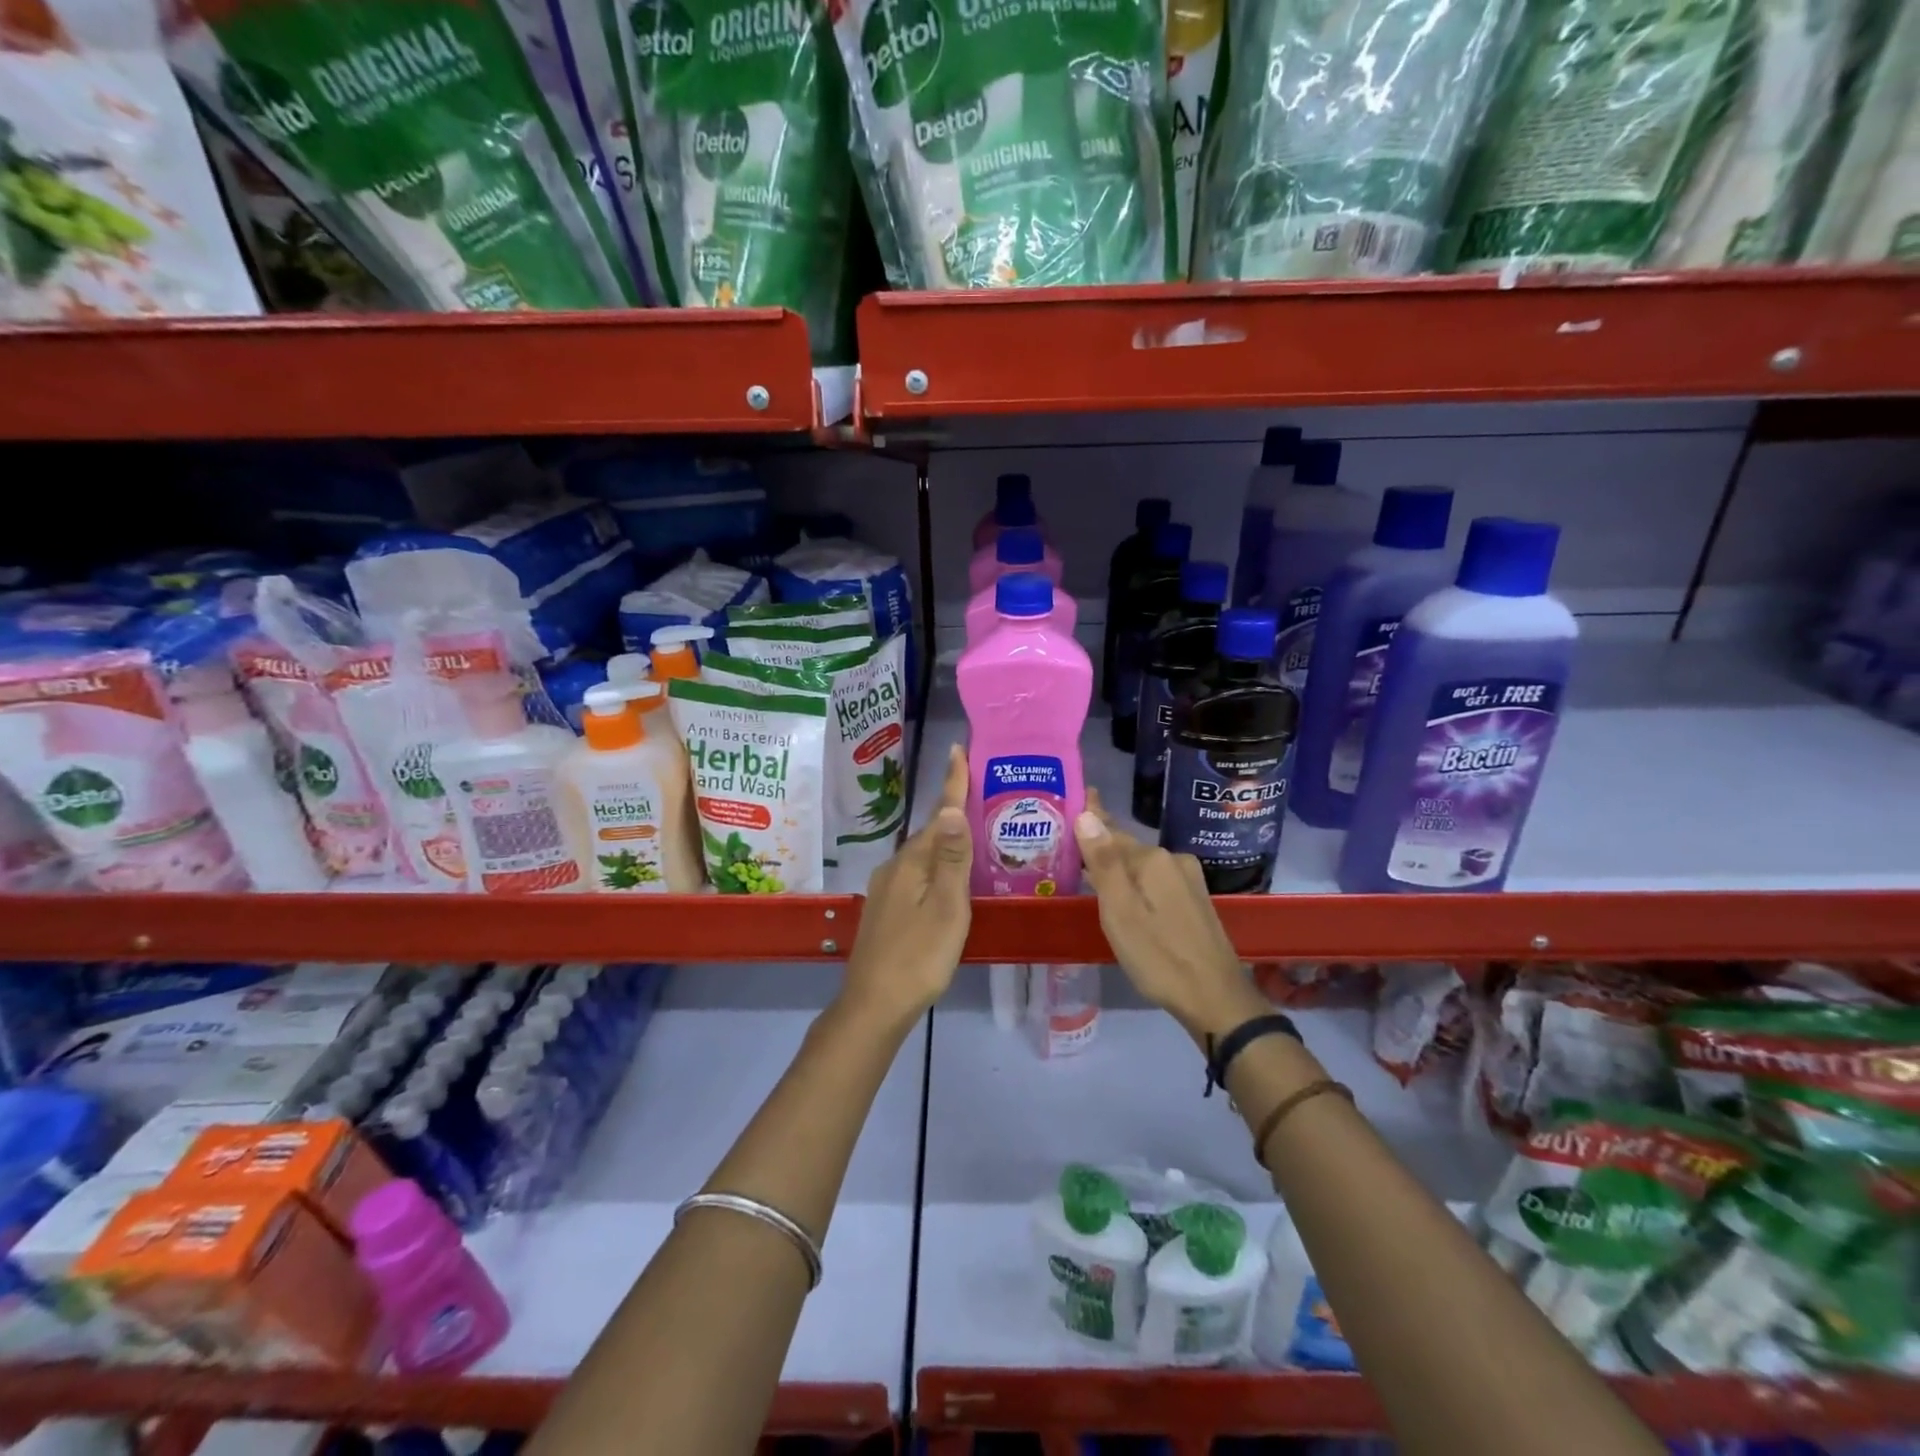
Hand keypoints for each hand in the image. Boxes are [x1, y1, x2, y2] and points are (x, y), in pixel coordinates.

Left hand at [841, 744, 971, 1024]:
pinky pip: (918, 874)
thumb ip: (952, 860)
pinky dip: (937, 865)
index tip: (959, 749)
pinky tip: (950, 878)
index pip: (939, 814)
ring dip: (947, 841)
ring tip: (975, 835)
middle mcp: (896, 867)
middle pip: (931, 833)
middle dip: (954, 811)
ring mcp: (888, 889)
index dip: (952, 783)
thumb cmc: (919, 956)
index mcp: (912, 862)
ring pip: (924, 855)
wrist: (874, 1004)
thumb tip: (953, 808)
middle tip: (983, 794)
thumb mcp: (946, 908)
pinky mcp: (888, 909)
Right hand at [1073, 789, 1265, 1042]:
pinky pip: (1154, 881)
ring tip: (1089, 868)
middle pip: (1126, 849)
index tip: (1080, 793)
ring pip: (1141, 866)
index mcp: (1153, 859)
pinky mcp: (1195, 901)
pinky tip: (1123, 893)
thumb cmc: (1159, 956)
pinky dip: (1134, 882)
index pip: (1111, 831)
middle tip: (1069, 844)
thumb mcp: (1120, 911)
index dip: (1091, 817)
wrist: (1216, 999)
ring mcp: (1188, 881)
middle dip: (1100, 846)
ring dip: (1117, 866)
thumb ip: (1103, 863)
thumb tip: (1086, 814)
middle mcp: (1173, 861)